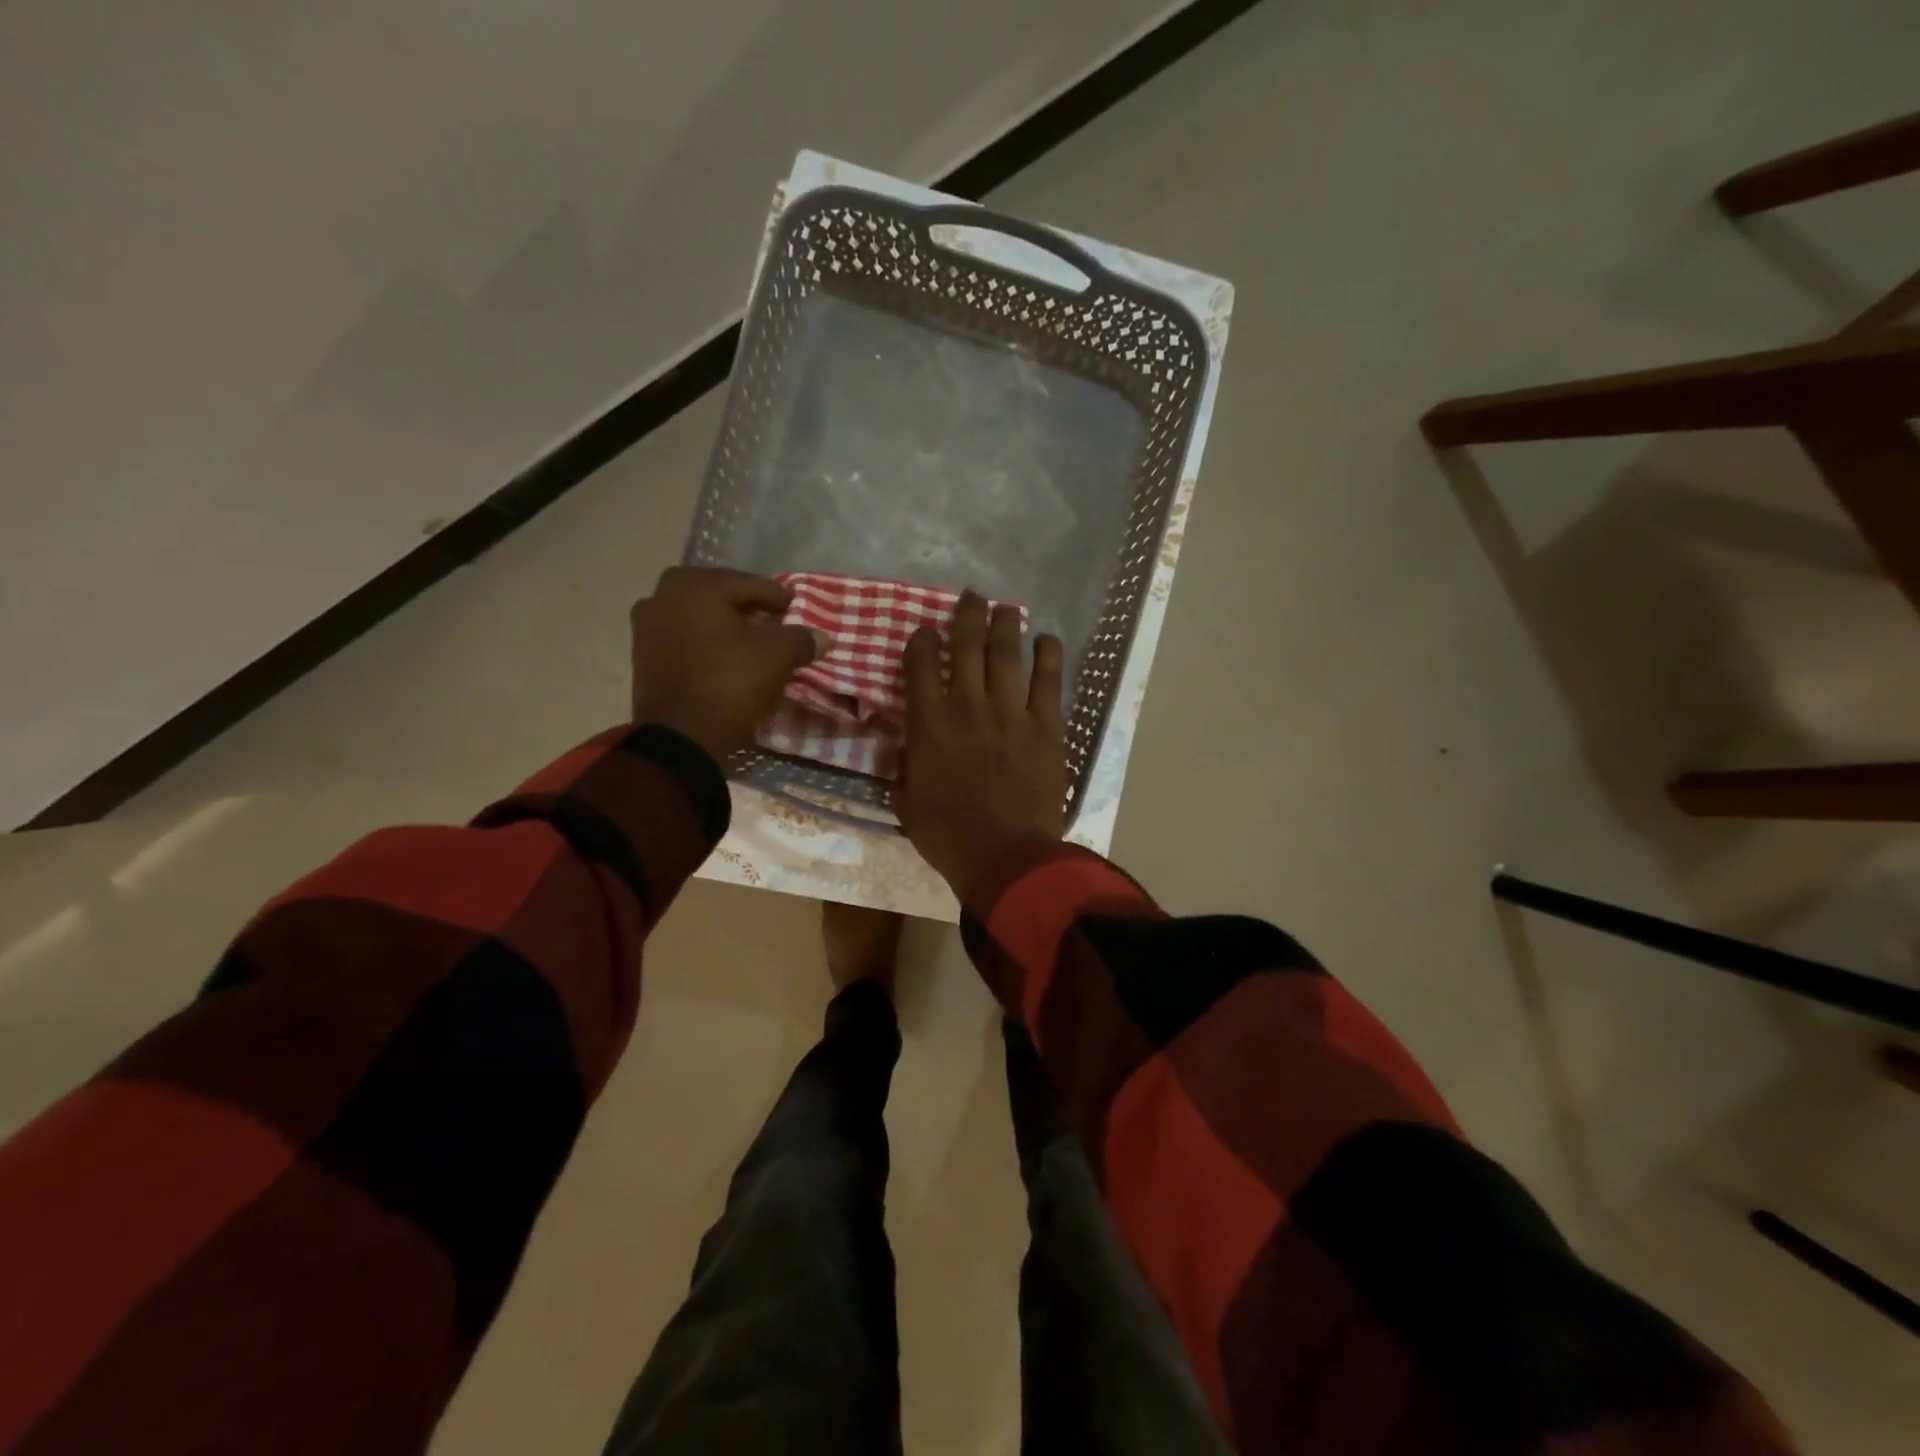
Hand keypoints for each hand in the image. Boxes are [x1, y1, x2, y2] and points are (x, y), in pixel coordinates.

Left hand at [630, 567, 826, 759]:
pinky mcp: (642, 657)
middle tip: (772, 622)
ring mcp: (646, 628)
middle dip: (746, 608)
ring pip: (698, 618)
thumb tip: (822, 637)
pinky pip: (683, 640)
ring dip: (724, 626)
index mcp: (695, 586)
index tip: (795, 607)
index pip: (748, 584)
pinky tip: (726, 659)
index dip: (777, 597)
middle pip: (718, 596)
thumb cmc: (731, 683)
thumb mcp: (778, 657)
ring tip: (750, 643)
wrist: (681, 738)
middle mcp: (663, 596)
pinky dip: (705, 644)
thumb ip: (801, 639)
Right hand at [897, 591, 1066, 901]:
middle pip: (966, 645)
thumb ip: (906, 764)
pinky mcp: (1047, 726)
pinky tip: (1047, 639)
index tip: (925, 632)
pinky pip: (1049, 680)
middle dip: (967, 615)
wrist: (1005, 857)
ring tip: (1006, 607)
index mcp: (929, 725)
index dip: (921, 641)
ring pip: (1007, 654)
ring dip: (1006, 624)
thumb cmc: (948, 836)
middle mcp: (968, 706)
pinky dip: (1048, 655)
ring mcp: (1011, 713)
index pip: (919, 665)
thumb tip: (908, 743)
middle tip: (972, 596)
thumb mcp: (907, 801)